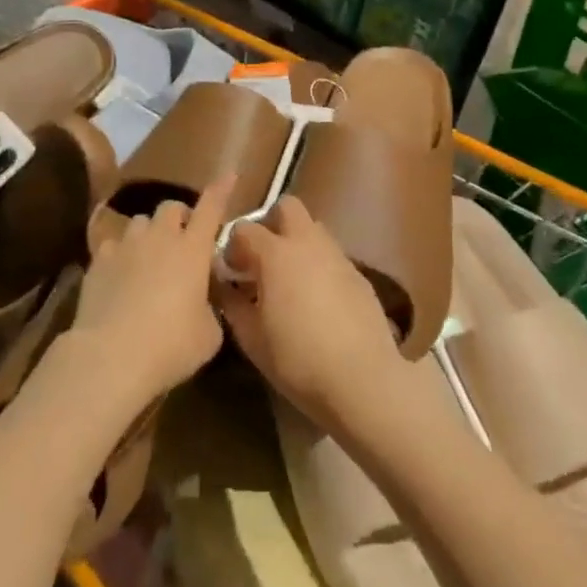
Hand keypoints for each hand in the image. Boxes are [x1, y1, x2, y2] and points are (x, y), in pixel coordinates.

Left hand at [70, 176, 233, 408]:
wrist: (111, 356)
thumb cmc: (171, 345)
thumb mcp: (209, 334)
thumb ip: (210, 308)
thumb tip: (203, 303)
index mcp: (193, 249)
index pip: (211, 208)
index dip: (221, 190)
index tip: (229, 175)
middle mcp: (160, 237)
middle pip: (171, 207)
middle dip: (180, 217)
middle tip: (184, 239)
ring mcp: (126, 245)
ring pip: (141, 221)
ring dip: (150, 233)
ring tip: (150, 256)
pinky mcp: (98, 260)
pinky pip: (113, 244)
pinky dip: (121, 254)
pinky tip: (120, 273)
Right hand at [214, 197, 407, 434]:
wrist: (362, 379)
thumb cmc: (298, 360)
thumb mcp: (252, 339)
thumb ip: (232, 305)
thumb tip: (223, 286)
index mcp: (276, 253)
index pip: (245, 229)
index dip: (233, 246)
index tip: (231, 272)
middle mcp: (307, 243)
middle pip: (287, 207)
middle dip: (271, 223)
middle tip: (262, 258)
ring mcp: (337, 255)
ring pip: (313, 229)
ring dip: (297, 243)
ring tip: (290, 280)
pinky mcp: (359, 274)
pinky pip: (332, 256)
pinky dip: (319, 265)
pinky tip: (318, 300)